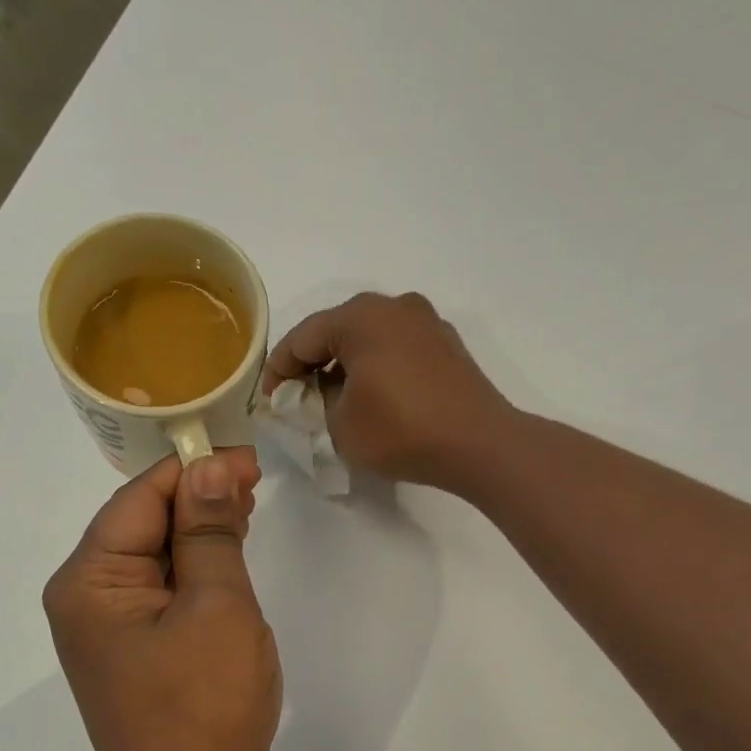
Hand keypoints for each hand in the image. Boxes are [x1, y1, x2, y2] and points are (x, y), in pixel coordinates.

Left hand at [44, 450, 281, 750]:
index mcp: (91, 580)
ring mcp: (106, 624)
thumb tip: (208, 469)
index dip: (195, 470)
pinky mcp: (131, 645)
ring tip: (246, 508)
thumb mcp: (218, 608)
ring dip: (199, 528)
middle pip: (143, 521)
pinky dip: (195, 566)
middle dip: (197, 497)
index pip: (141, 497)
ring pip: (155, 552)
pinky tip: (226, 552)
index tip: (249, 460)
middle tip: (255, 482)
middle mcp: (85, 595)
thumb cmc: (205, 709)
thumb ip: (209, 533)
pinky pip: (162, 587)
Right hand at [262, 292, 513, 492]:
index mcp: (360, 317)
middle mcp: (394, 306)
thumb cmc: (401, 431)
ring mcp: (426, 322)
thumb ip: (319, 401)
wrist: (480, 444)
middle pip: (337, 331)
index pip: (302, 338)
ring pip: (369, 338)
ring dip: (346, 365)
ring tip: (335, 400)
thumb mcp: (341, 424)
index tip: (270, 400)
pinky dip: (378, 366)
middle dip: (313, 364)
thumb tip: (326, 390)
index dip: (279, 371)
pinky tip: (375, 396)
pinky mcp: (447, 344)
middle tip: (299, 399)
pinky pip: (397, 348)